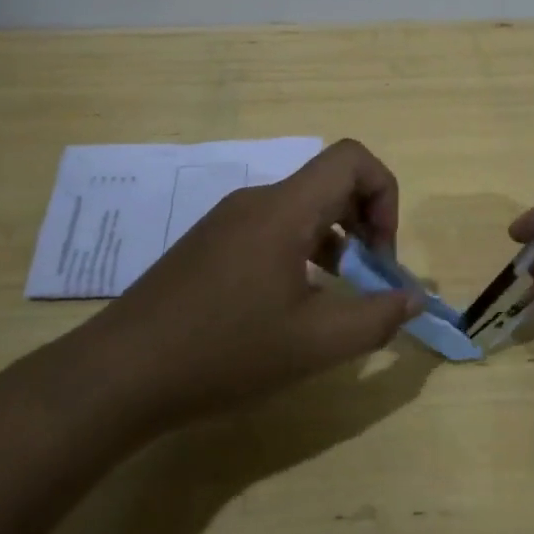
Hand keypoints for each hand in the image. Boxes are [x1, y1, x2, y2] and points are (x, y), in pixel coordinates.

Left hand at [86, 139, 423, 424]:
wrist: (119, 374)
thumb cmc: (224, 353)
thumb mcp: (314, 344)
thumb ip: (377, 318)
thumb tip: (414, 298)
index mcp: (284, 210)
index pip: (352, 159)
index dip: (385, 195)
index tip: (382, 255)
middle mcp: (255, 201)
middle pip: (329, 183)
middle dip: (366, 224)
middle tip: (369, 280)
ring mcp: (227, 221)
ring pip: (301, 209)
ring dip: (334, 242)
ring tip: (336, 298)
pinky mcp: (208, 245)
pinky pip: (271, 230)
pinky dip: (301, 253)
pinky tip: (291, 305)